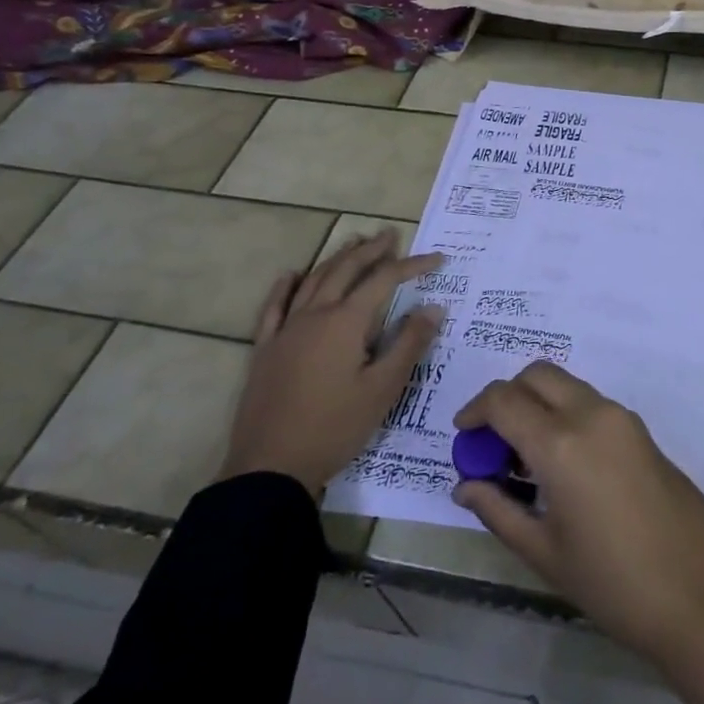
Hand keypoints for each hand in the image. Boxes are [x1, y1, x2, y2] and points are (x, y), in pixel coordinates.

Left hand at [220, 230, 443, 498]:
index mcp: (345, 322)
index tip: (438, 259)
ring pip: (314, 280)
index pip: (384, 280)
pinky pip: (274, 307)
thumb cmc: (334, 428)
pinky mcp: (265, 349)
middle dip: (371, 250)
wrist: (270, 468)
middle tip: (391, 235)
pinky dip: (286, 286)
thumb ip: (409, 344)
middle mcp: (315, 315)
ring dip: (337, 258)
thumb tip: (433, 308)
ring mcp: (286, 330)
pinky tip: (292, 274)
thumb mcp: (383, 389)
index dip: (413, 266)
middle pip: (346, 270)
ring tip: (354, 241)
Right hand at [451, 363, 703, 703]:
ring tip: (525, 460)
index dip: (475, 411)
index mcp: (561, 442)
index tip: (462, 435)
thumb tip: (466, 485)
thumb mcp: (545, 553)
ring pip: (567, 385)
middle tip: (493, 442)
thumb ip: (499, 510)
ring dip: (539, 404)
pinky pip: (591, 403)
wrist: (700, 594)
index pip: (504, 400)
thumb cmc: (613, 583)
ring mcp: (621, 417)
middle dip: (507, 396)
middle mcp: (591, 414)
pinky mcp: (641, 429)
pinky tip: (562, 464)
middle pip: (538, 375)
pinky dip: (565, 414)